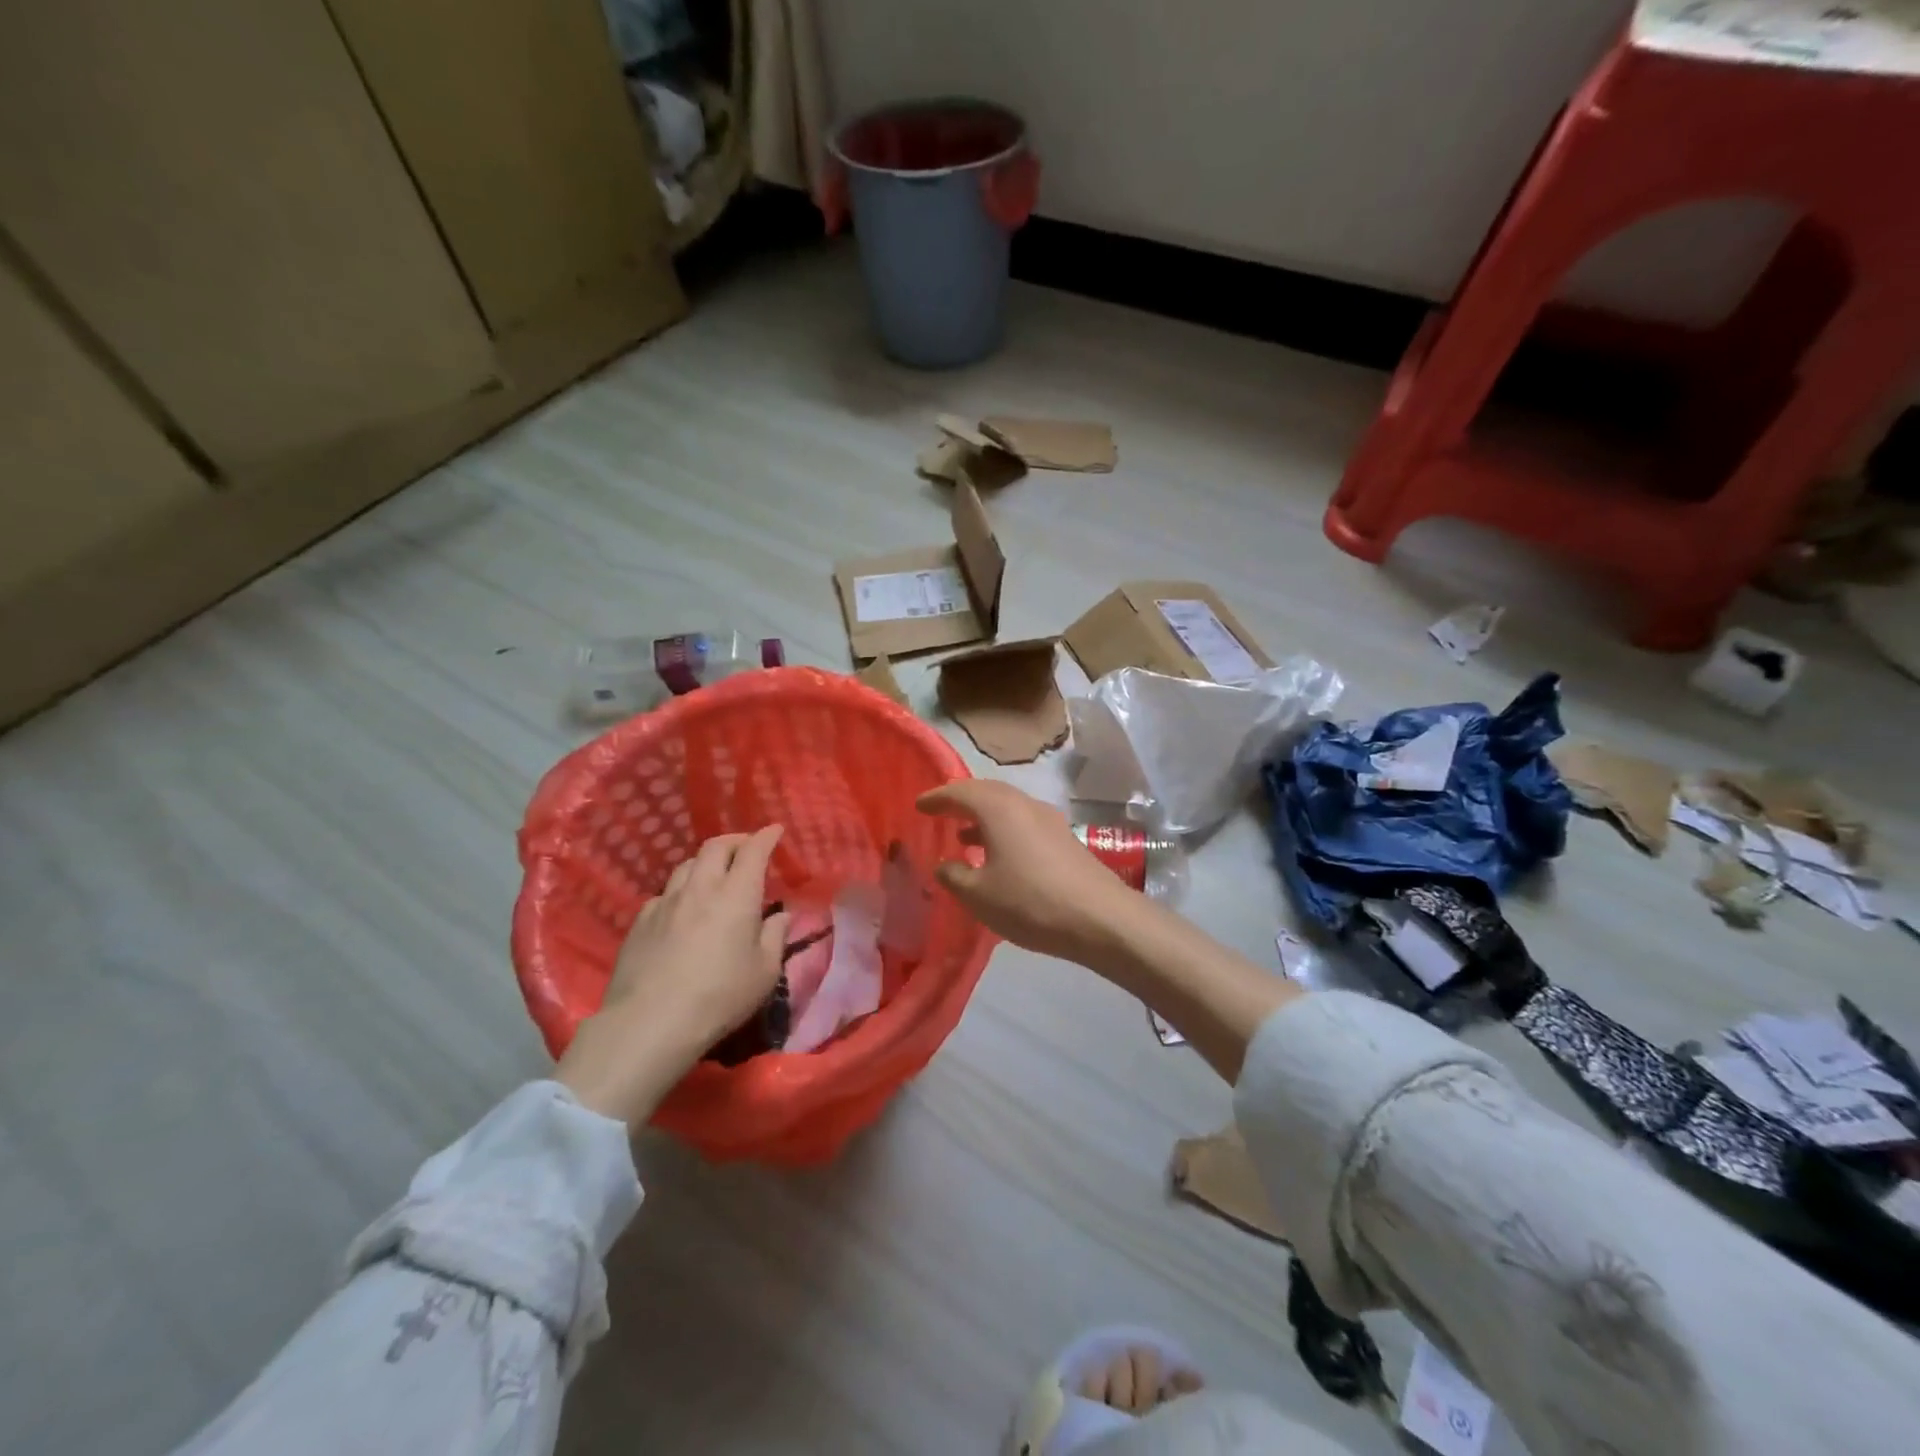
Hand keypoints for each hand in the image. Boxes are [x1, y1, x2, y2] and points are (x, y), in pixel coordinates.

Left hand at [556, 826, 787, 1126]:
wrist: (650, 1022)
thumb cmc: (720, 997)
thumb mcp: (764, 972)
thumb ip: (775, 937)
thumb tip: (780, 916)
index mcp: (737, 895)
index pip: (753, 850)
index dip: (766, 836)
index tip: (775, 830)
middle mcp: (701, 888)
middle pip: (715, 846)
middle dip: (735, 840)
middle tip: (746, 847)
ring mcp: (666, 902)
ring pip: (686, 865)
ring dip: (705, 863)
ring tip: (714, 875)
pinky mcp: (640, 922)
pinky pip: (665, 894)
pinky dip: (681, 891)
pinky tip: (682, 909)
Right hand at [916, 781, 1140, 966]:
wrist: (1100, 918)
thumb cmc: (1030, 902)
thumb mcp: (979, 895)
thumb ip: (954, 876)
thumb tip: (945, 864)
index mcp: (999, 808)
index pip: (960, 792)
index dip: (937, 798)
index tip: (919, 805)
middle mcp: (1024, 804)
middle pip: (987, 793)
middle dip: (961, 802)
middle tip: (941, 813)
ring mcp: (1049, 820)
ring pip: (1008, 808)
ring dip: (983, 818)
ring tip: (963, 837)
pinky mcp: (1065, 839)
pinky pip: (1024, 824)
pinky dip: (1003, 831)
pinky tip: (998, 856)